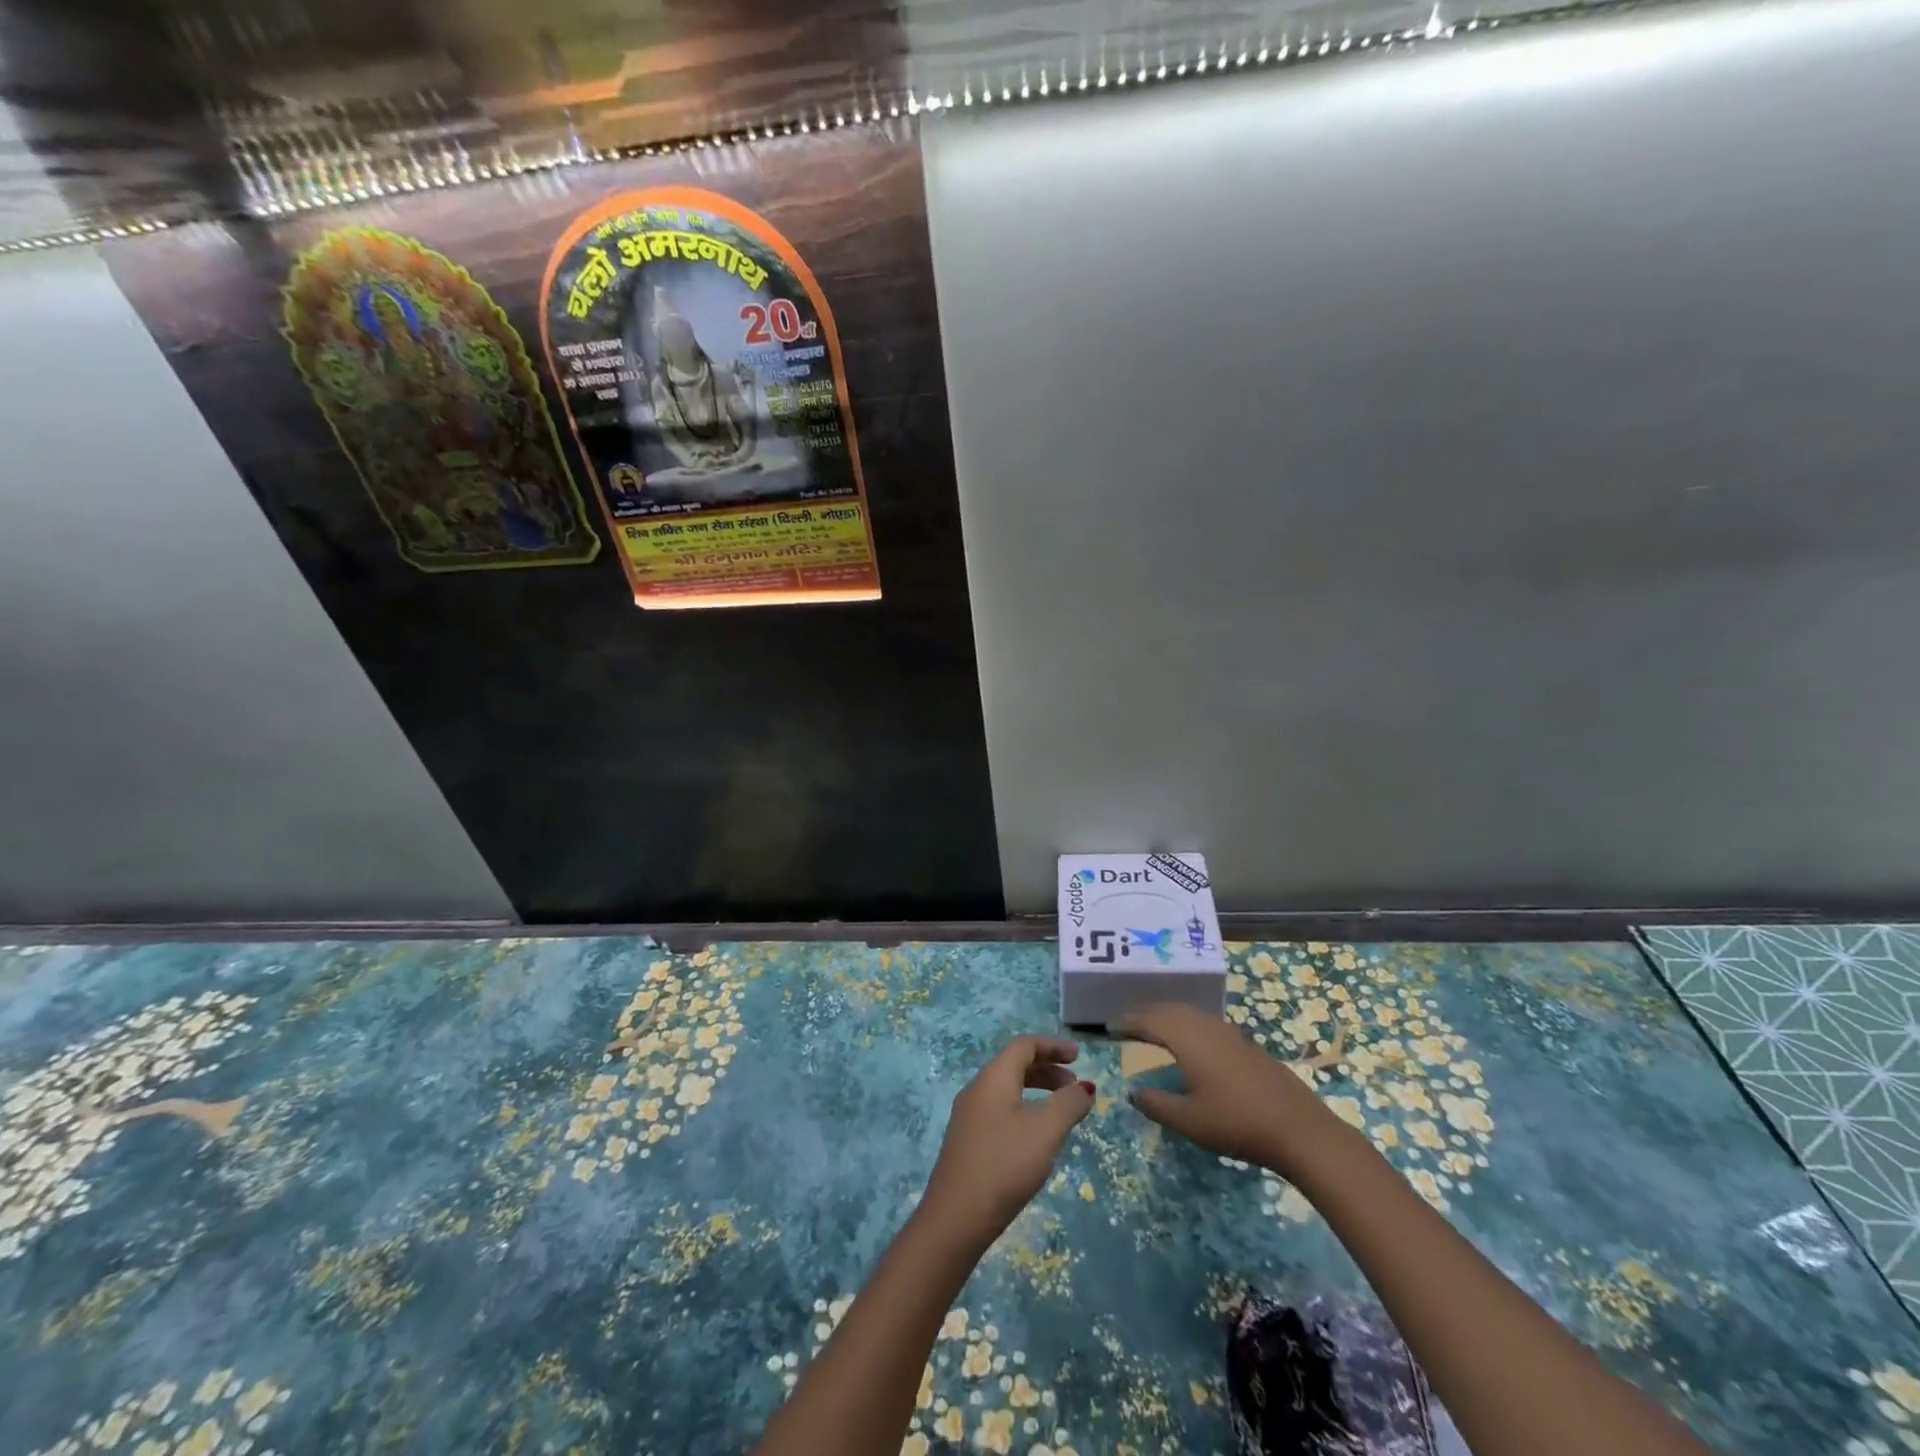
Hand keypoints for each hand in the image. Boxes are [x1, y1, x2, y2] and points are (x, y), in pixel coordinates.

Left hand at [921, 1036, 1095, 1251]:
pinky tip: (1035, 1140)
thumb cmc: (1005, 1164)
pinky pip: (999, 1111)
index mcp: (993, 1078)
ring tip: (1060, 1113)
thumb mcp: (1046, 1131)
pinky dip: (1023, 1111)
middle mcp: (977, 1090)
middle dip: (1047, 1070)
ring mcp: (968, 1117)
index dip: (1052, 1046)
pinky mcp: (967, 1143)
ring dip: (1036, 1092)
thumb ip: (1068, 1104)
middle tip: (1074, 1086)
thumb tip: (1084, 1087)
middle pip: (1014, 1066)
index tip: (1078, 1056)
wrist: (956, 1217)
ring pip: (1007, 1090)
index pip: (1024, 1046)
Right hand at [1118, 1002, 1345, 1177]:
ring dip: (1168, 1017)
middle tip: (1128, 1024)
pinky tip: (1191, 1044)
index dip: (1128, 1021)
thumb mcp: (1189, 1121)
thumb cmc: (1237, 1123)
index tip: (1110, 1027)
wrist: (1299, 1129)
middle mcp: (1206, 1027)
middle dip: (1146, 1014)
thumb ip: (1157, 1104)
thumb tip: (1134, 1092)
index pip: (1150, 1020)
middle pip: (1170, 1010)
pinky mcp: (1247, 1045)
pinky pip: (1206, 1023)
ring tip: (1154, 1030)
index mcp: (1187, 1039)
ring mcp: (1230, 1033)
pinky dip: (1188, 1025)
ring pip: (1191, 1014)